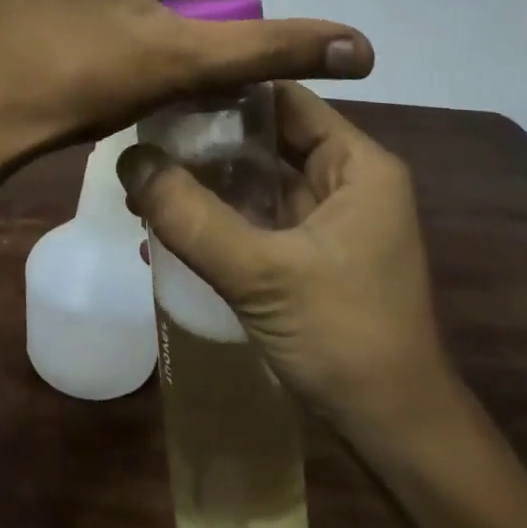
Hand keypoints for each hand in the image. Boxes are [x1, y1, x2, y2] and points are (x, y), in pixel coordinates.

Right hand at [119, 82, 457, 439]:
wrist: (397, 438)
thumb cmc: (346, 340)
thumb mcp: (262, 274)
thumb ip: (192, 217)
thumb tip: (129, 160)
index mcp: (357, 164)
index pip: (284, 97)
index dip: (226, 89)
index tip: (166, 89)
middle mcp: (346, 180)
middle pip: (266, 138)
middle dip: (206, 140)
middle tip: (142, 137)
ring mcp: (328, 220)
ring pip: (257, 180)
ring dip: (206, 182)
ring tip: (143, 181)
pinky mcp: (310, 255)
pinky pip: (257, 219)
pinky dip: (218, 218)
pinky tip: (166, 225)